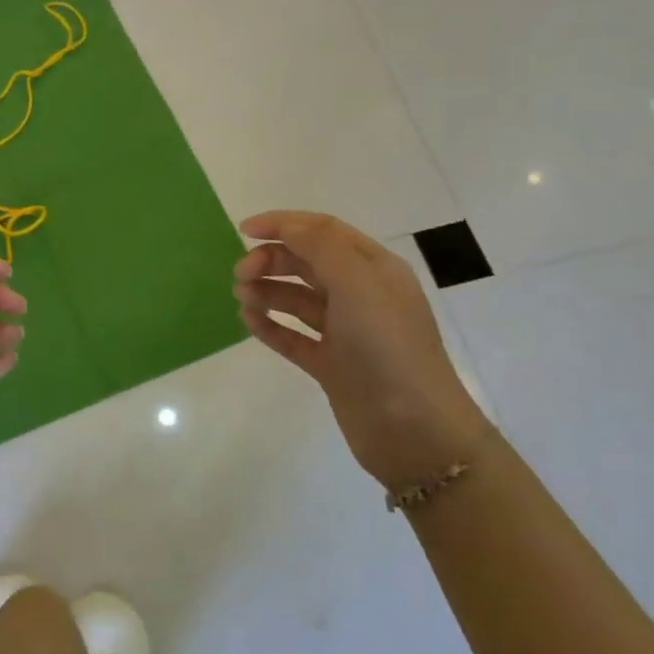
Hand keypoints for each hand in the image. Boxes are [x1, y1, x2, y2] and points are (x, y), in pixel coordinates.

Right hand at [234, 210, 489, 491]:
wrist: (414, 429)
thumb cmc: (387, 346)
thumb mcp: (357, 283)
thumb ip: (320, 246)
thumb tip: (285, 226)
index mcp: (374, 268)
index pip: (323, 231)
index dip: (283, 223)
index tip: (244, 230)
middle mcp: (360, 295)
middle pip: (306, 262)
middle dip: (271, 261)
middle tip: (240, 275)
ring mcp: (346, 332)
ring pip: (297, 299)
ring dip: (267, 291)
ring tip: (242, 298)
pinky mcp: (331, 365)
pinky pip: (293, 336)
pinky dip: (270, 326)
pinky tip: (249, 322)